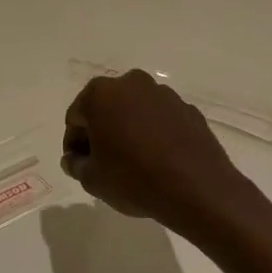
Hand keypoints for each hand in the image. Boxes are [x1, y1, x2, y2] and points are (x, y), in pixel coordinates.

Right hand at [62, 70, 253, 233]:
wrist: (197, 188)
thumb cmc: (133, 179)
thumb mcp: (92, 179)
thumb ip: (76, 165)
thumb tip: (74, 159)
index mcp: (101, 94)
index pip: (76, 117)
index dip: (74, 143)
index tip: (79, 164)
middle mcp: (132, 84)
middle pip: (105, 108)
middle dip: (100, 132)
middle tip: (102, 163)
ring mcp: (164, 94)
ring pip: (135, 111)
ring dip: (128, 131)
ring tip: (132, 163)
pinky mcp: (189, 110)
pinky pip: (161, 120)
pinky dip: (154, 135)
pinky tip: (158, 161)